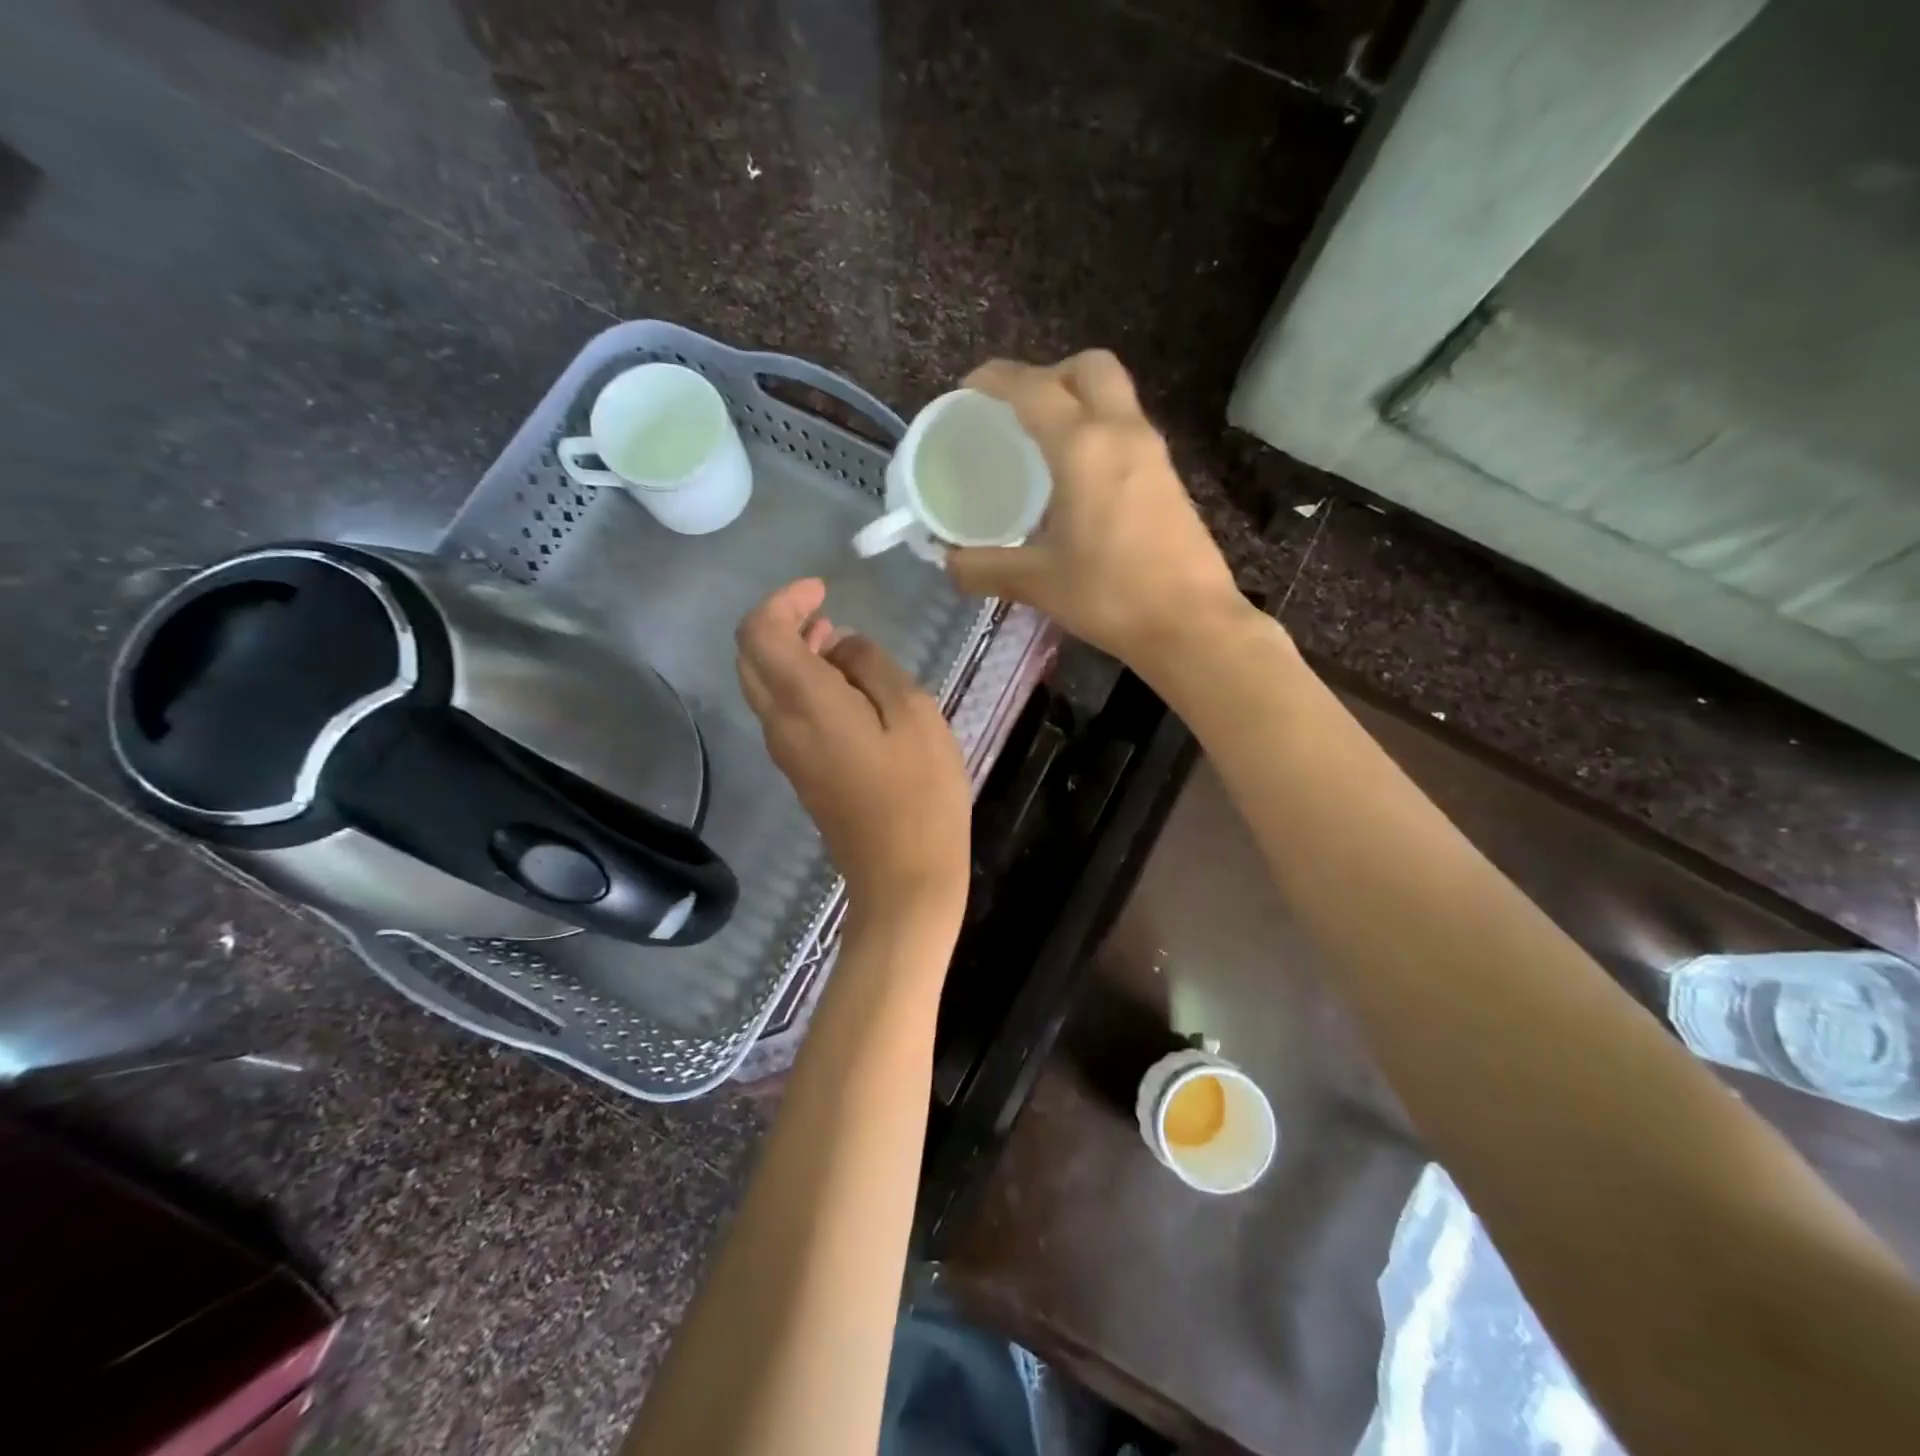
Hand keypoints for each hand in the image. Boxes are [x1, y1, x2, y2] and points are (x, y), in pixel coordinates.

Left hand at [736, 579, 970, 919]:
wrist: (903, 878)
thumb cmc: (920, 794)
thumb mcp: (914, 715)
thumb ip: (873, 667)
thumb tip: (844, 647)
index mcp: (805, 703)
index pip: (760, 633)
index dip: (784, 601)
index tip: (822, 592)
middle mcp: (781, 725)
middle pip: (751, 657)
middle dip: (782, 625)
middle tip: (827, 616)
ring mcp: (786, 753)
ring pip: (765, 686)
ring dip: (792, 655)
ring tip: (841, 646)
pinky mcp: (800, 773)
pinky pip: (784, 714)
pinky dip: (801, 686)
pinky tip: (846, 689)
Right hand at [947, 351, 1255, 671]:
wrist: (1191, 624)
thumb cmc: (1111, 596)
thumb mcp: (1038, 583)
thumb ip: (985, 568)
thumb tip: (948, 564)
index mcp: (1084, 447)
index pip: (1034, 389)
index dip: (996, 379)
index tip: (969, 389)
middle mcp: (1122, 433)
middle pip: (1089, 367)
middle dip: (1050, 374)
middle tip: (1019, 411)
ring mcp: (1153, 453)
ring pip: (1114, 396)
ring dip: (1078, 401)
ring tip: (1043, 444)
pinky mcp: (1169, 477)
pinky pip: (1127, 429)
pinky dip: (1099, 431)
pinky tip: (1078, 479)